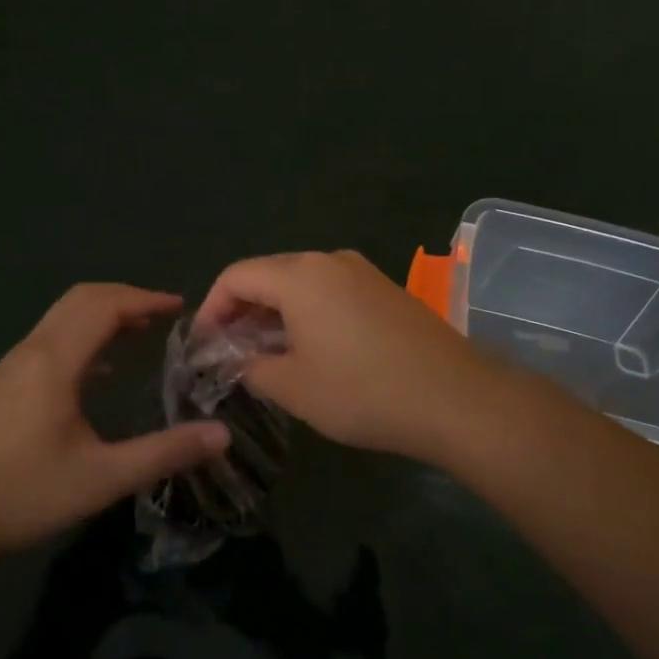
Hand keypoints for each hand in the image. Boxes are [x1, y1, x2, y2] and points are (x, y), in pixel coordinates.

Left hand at [0, 284, 229, 556]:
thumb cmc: (25, 493)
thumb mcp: (103, 477)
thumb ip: (164, 452)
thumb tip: (221, 435)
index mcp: (54, 361)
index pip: (104, 306)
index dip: (145, 299)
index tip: (180, 307)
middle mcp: (32, 351)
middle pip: (82, 299)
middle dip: (126, 298)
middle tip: (164, 315)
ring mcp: (13, 366)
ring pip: (62, 316)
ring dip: (103, 314)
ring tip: (141, 332)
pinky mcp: (4, 384)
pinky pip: (51, 338)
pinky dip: (83, 334)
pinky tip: (101, 370)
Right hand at [195, 250, 496, 461]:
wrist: (454, 397)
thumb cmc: (363, 391)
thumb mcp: (294, 387)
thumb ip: (251, 367)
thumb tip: (237, 359)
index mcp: (299, 276)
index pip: (236, 277)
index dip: (211, 309)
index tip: (203, 346)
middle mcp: (330, 260)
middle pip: (269, 275)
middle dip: (242, 311)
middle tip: (230, 353)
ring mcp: (363, 272)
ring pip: (301, 283)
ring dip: (276, 313)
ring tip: (267, 354)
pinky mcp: (386, 289)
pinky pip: (331, 291)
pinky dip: (308, 313)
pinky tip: (312, 349)